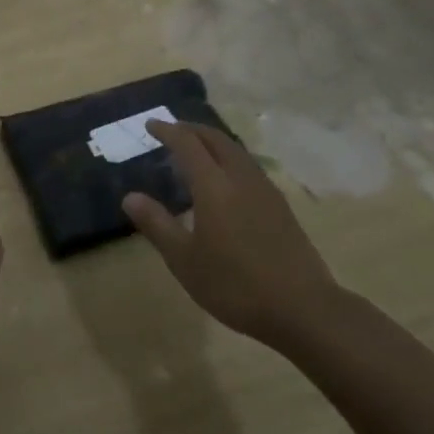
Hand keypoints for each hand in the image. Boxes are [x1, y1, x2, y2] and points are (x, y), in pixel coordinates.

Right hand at [123, 120, 340, 342]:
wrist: (304, 309)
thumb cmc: (235, 285)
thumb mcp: (185, 260)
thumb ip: (157, 224)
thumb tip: (130, 197)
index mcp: (214, 185)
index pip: (187, 143)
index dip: (167, 130)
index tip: (150, 124)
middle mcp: (240, 178)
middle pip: (216, 139)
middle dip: (192, 129)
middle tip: (172, 131)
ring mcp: (265, 190)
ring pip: (236, 150)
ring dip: (213, 142)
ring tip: (196, 152)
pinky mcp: (281, 206)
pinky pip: (248, 166)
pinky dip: (229, 159)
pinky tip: (226, 181)